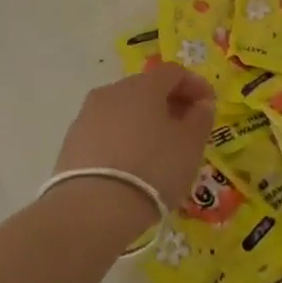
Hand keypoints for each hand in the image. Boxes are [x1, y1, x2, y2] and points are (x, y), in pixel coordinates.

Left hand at [53, 63, 215, 221]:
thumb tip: (201, 103)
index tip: (209, 106)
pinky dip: (123, 139)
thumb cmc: (152, 169)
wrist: (91, 210)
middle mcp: (112, 91)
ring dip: (145, 121)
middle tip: (187, 128)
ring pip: (124, 110)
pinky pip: (106, 131)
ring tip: (159, 149)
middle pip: (147, 88)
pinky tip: (132, 164)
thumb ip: (201, 118)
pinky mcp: (72, 142)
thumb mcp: (190, 145)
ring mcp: (87, 115)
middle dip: (170, 103)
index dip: (196, 85)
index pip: (174, 72)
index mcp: (143, 85)